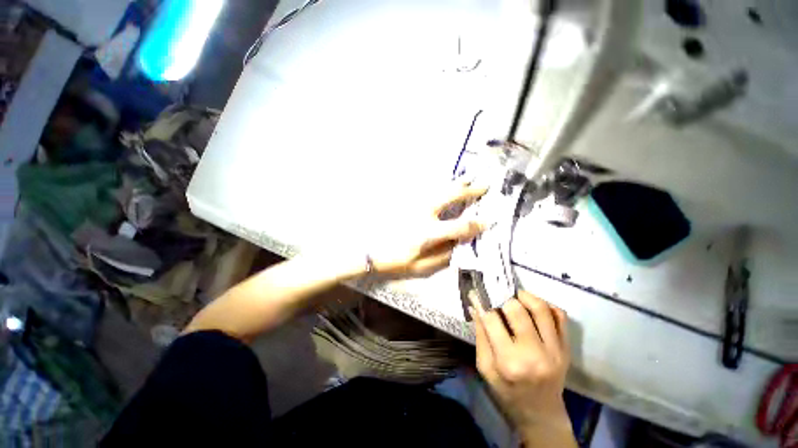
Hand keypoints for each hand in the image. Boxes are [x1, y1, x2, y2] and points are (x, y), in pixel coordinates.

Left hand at [367, 183, 486, 278]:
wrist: (368, 249)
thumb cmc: (394, 259)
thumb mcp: (420, 266)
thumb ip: (442, 256)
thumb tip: (460, 245)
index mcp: (428, 231)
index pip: (460, 226)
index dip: (476, 224)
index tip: (488, 221)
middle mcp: (424, 212)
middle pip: (451, 195)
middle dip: (470, 190)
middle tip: (485, 186)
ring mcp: (414, 203)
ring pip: (439, 187)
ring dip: (456, 182)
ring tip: (469, 177)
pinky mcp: (406, 200)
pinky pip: (426, 188)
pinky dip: (438, 184)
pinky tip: (444, 182)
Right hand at [470, 291, 575, 445]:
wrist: (541, 414)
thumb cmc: (507, 392)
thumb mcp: (485, 368)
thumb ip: (480, 336)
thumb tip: (476, 306)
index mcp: (509, 362)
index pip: (492, 320)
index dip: (482, 303)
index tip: (478, 294)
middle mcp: (534, 354)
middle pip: (517, 310)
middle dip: (503, 298)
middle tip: (497, 296)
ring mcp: (555, 351)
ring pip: (541, 308)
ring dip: (525, 296)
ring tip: (515, 295)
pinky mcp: (566, 348)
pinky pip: (560, 316)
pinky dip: (546, 305)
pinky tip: (534, 307)